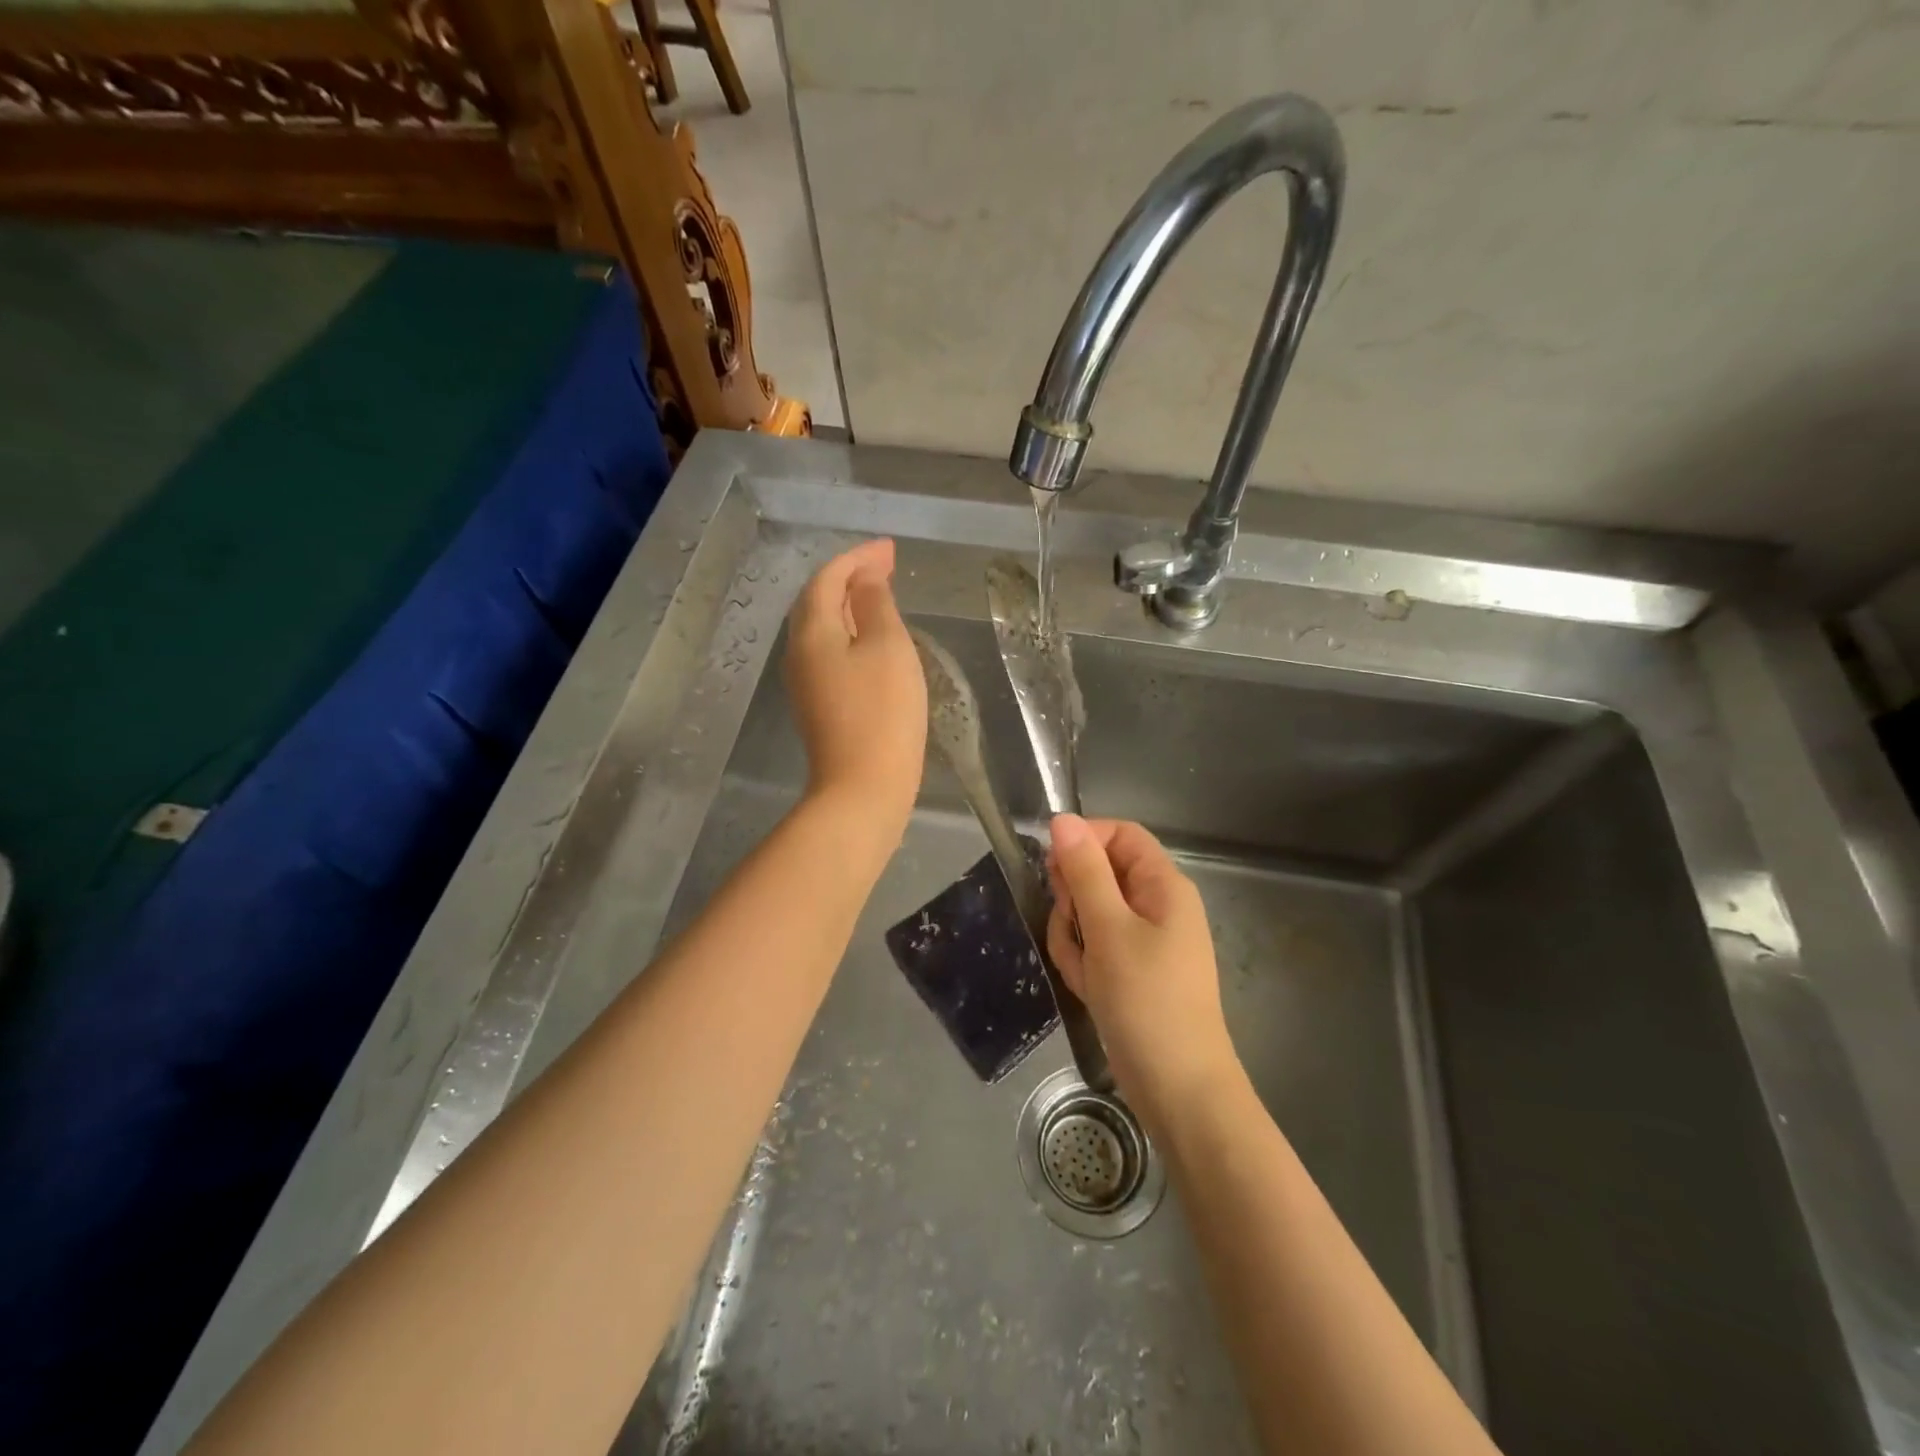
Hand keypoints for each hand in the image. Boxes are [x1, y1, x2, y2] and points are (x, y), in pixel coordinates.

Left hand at [784, 539, 926, 846]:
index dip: (859, 557)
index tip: (892, 549)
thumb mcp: (888, 648)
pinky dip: (850, 633)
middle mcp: (799, 652)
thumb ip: (876, 605)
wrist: (862, 788)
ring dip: (850, 605)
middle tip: (887, 567)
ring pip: (822, 627)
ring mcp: (805, 681)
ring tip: (882, 595)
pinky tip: (872, 639)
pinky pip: (829, 652)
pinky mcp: (818, 705)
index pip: (828, 578)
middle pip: (818, 600)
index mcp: (812, 631)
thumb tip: (865, 578)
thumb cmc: (882, 712)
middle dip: (851, 577)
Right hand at [1046, 814, 1238, 1125]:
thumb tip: (1062, 820)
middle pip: (1099, 874)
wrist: (1178, 1089)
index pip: (1119, 835)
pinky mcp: (1129, 970)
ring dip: (1074, 937)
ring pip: (1088, 914)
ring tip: (1085, 971)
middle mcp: (1155, 905)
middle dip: (1074, 900)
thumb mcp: (1109, 929)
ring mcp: (1142, 940)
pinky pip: (1093, 947)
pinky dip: (1083, 963)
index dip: (1083, 841)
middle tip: (1074, 929)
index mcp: (1163, 885)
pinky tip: (1089, 989)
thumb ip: (1084, 871)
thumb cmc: (1147, 1000)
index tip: (1052, 868)